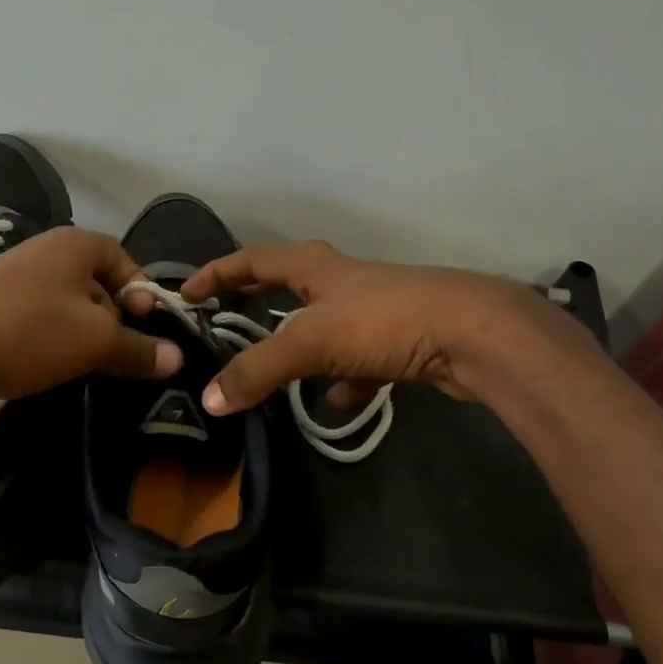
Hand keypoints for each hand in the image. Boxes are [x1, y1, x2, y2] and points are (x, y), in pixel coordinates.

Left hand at [0, 227, 181, 430]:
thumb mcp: (95, 341)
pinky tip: (58, 377)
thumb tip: (177, 358)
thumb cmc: (27, 333)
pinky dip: (54, 351)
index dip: (141, 292)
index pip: (122, 259)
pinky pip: (38, 331)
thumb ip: (139, 348)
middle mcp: (43, 258)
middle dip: (116, 323)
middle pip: (96, 287)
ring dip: (85, 342)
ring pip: (67, 313)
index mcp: (71, 246)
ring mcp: (13, 289)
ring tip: (95, 373)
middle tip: (127, 360)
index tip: (150, 329)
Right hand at [180, 240, 589, 415]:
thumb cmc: (384, 322)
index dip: (218, 273)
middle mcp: (345, 282)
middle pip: (291, 284)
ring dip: (301, 345)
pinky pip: (361, 362)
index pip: (255, 260)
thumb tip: (209, 399)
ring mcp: (377, 311)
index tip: (187, 294)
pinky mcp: (403, 341)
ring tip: (275, 372)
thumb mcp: (310, 344)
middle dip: (257, 298)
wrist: (474, 335)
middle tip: (226, 317)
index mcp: (318, 268)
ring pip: (327, 326)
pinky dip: (344, 381)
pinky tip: (336, 403)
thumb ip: (258, 371)